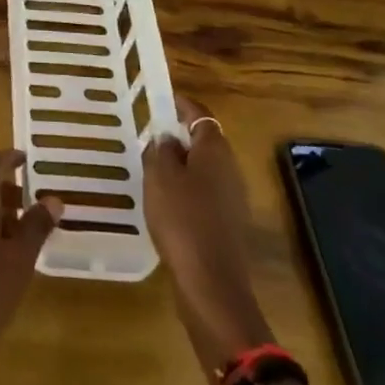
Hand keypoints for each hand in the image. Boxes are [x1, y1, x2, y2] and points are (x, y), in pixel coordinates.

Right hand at [144, 97, 274, 364]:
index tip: (161, 100)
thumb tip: (167, 138)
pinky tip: (166, 204)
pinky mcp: (229, 225)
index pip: (200, 114)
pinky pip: (206, 195)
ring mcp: (234, 199)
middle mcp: (230, 169)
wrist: (211, 283)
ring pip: (205, 170)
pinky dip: (188, 191)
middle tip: (150, 137)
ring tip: (153, 170)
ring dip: (182, 166)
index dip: (181, 105)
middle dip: (179, 137)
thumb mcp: (159, 177)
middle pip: (205, 142)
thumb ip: (161, 150)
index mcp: (215, 150)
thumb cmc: (182, 220)